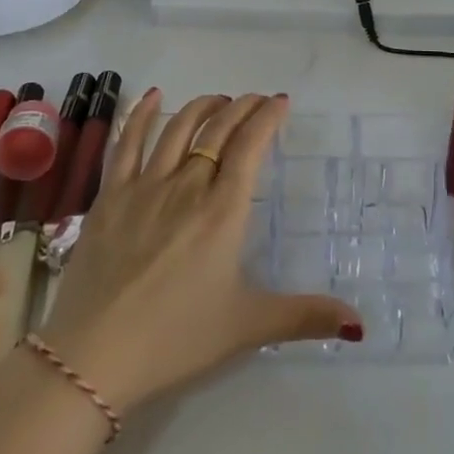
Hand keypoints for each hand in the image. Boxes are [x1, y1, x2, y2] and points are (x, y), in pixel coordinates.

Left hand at [39, 92, 361, 415]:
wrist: (94, 356)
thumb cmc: (176, 339)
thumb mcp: (246, 327)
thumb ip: (303, 317)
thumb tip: (359, 321)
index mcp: (223, 210)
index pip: (250, 146)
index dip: (267, 117)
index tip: (280, 101)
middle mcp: (187, 185)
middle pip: (218, 130)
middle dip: (242, 107)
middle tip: (256, 100)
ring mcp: (145, 185)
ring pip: (179, 128)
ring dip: (203, 106)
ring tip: (219, 100)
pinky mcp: (111, 195)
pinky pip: (128, 142)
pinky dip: (142, 114)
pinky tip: (154, 96)